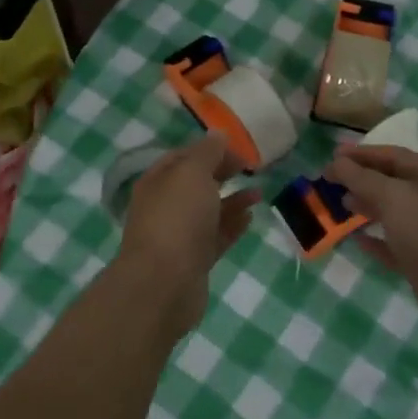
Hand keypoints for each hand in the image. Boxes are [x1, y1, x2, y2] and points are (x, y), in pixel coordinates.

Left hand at [116, 133, 258, 338]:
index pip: (183, 157)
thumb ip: (207, 152)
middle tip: (251, 167)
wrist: (164, 284)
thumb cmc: (177, 219)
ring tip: (259, 192)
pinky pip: (216, 237)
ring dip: (232, 200)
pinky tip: (250, 217)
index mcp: (158, 181)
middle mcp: (165, 206)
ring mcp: (179, 235)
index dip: (210, 149)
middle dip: (221, 173)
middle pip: (196, 183)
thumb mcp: (192, 174)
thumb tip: (217, 134)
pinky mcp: (194, 261)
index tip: (239, 149)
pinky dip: (232, 225)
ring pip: (208, 211)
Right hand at [325, 145, 417, 345]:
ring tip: (340, 204)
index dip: (361, 153)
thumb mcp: (395, 198)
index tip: (332, 155)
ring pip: (391, 212)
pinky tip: (355, 238)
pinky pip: (393, 244)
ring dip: (365, 206)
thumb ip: (363, 178)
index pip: (391, 155)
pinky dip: (374, 239)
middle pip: (391, 182)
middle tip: (329, 180)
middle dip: (361, 178)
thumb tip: (337, 162)